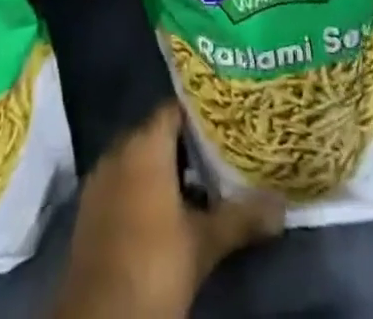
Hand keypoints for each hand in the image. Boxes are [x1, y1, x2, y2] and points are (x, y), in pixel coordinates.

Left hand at [53, 104, 283, 318]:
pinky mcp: (91, 209)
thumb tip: (282, 206)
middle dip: (188, 141)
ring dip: (166, 168)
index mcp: (145, 145)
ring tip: (202, 180)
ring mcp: (100, 179)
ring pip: (140, 158)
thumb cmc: (154, 265)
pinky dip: (144, 187)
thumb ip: (241, 218)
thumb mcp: (204, 243)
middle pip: (159, 132)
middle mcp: (119, 150)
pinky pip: (123, 182)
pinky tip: (169, 210)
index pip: (176, 108)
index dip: (202, 111)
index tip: (228, 116)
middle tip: (222, 149)